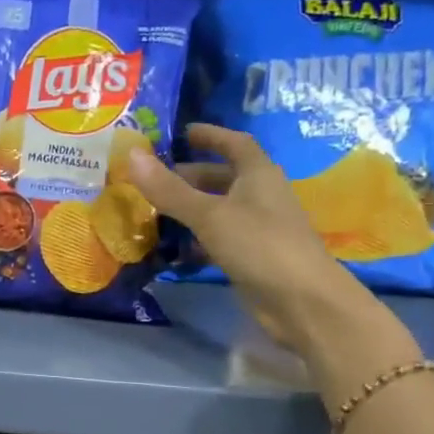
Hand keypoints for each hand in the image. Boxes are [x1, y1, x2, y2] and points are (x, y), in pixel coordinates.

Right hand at [125, 124, 351, 352]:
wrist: (302, 301)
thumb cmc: (260, 245)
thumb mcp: (209, 215)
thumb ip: (170, 189)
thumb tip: (131, 155)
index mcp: (259, 175)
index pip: (235, 144)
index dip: (210, 136)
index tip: (182, 133)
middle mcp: (260, 197)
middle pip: (223, 178)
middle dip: (190, 176)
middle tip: (153, 179)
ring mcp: (257, 229)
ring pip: (219, 210)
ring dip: (190, 209)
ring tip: (152, 212)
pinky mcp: (251, 258)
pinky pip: (218, 240)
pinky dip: (196, 240)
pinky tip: (172, 249)